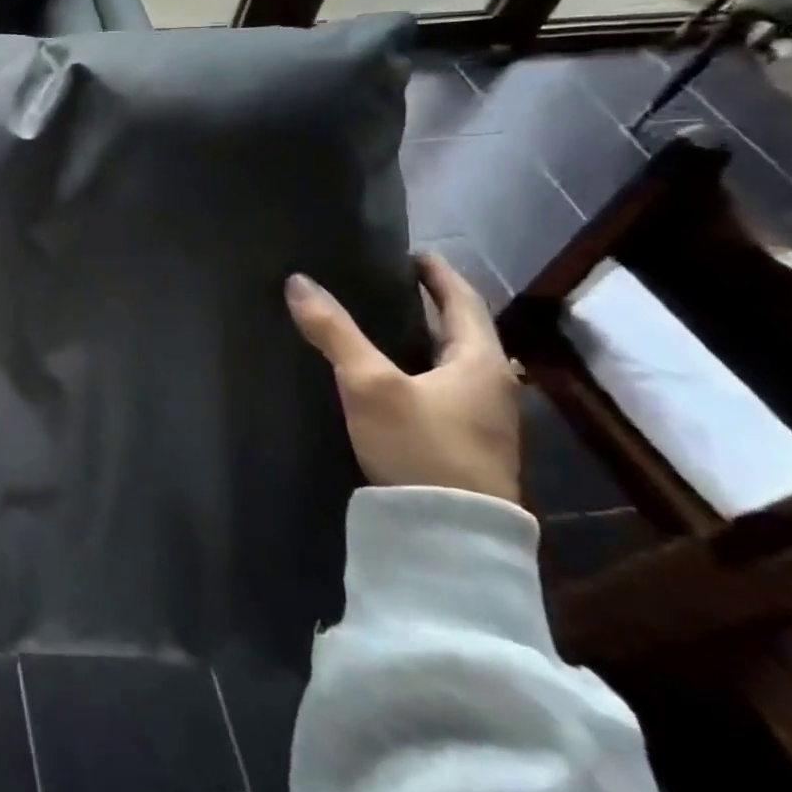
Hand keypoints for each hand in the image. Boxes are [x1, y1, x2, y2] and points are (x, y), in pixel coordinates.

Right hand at [285, 253, 521, 503]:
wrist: (451, 538)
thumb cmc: (420, 447)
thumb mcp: (369, 384)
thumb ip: (334, 332)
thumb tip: (298, 281)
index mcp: (481, 361)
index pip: (463, 300)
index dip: (437, 273)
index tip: (412, 253)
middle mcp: (493, 385)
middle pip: (462, 332)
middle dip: (429, 305)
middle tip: (388, 285)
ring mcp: (485, 421)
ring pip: (452, 364)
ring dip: (424, 340)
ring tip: (382, 326)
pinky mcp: (467, 447)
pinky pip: (444, 391)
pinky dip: (420, 370)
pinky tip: (390, 379)